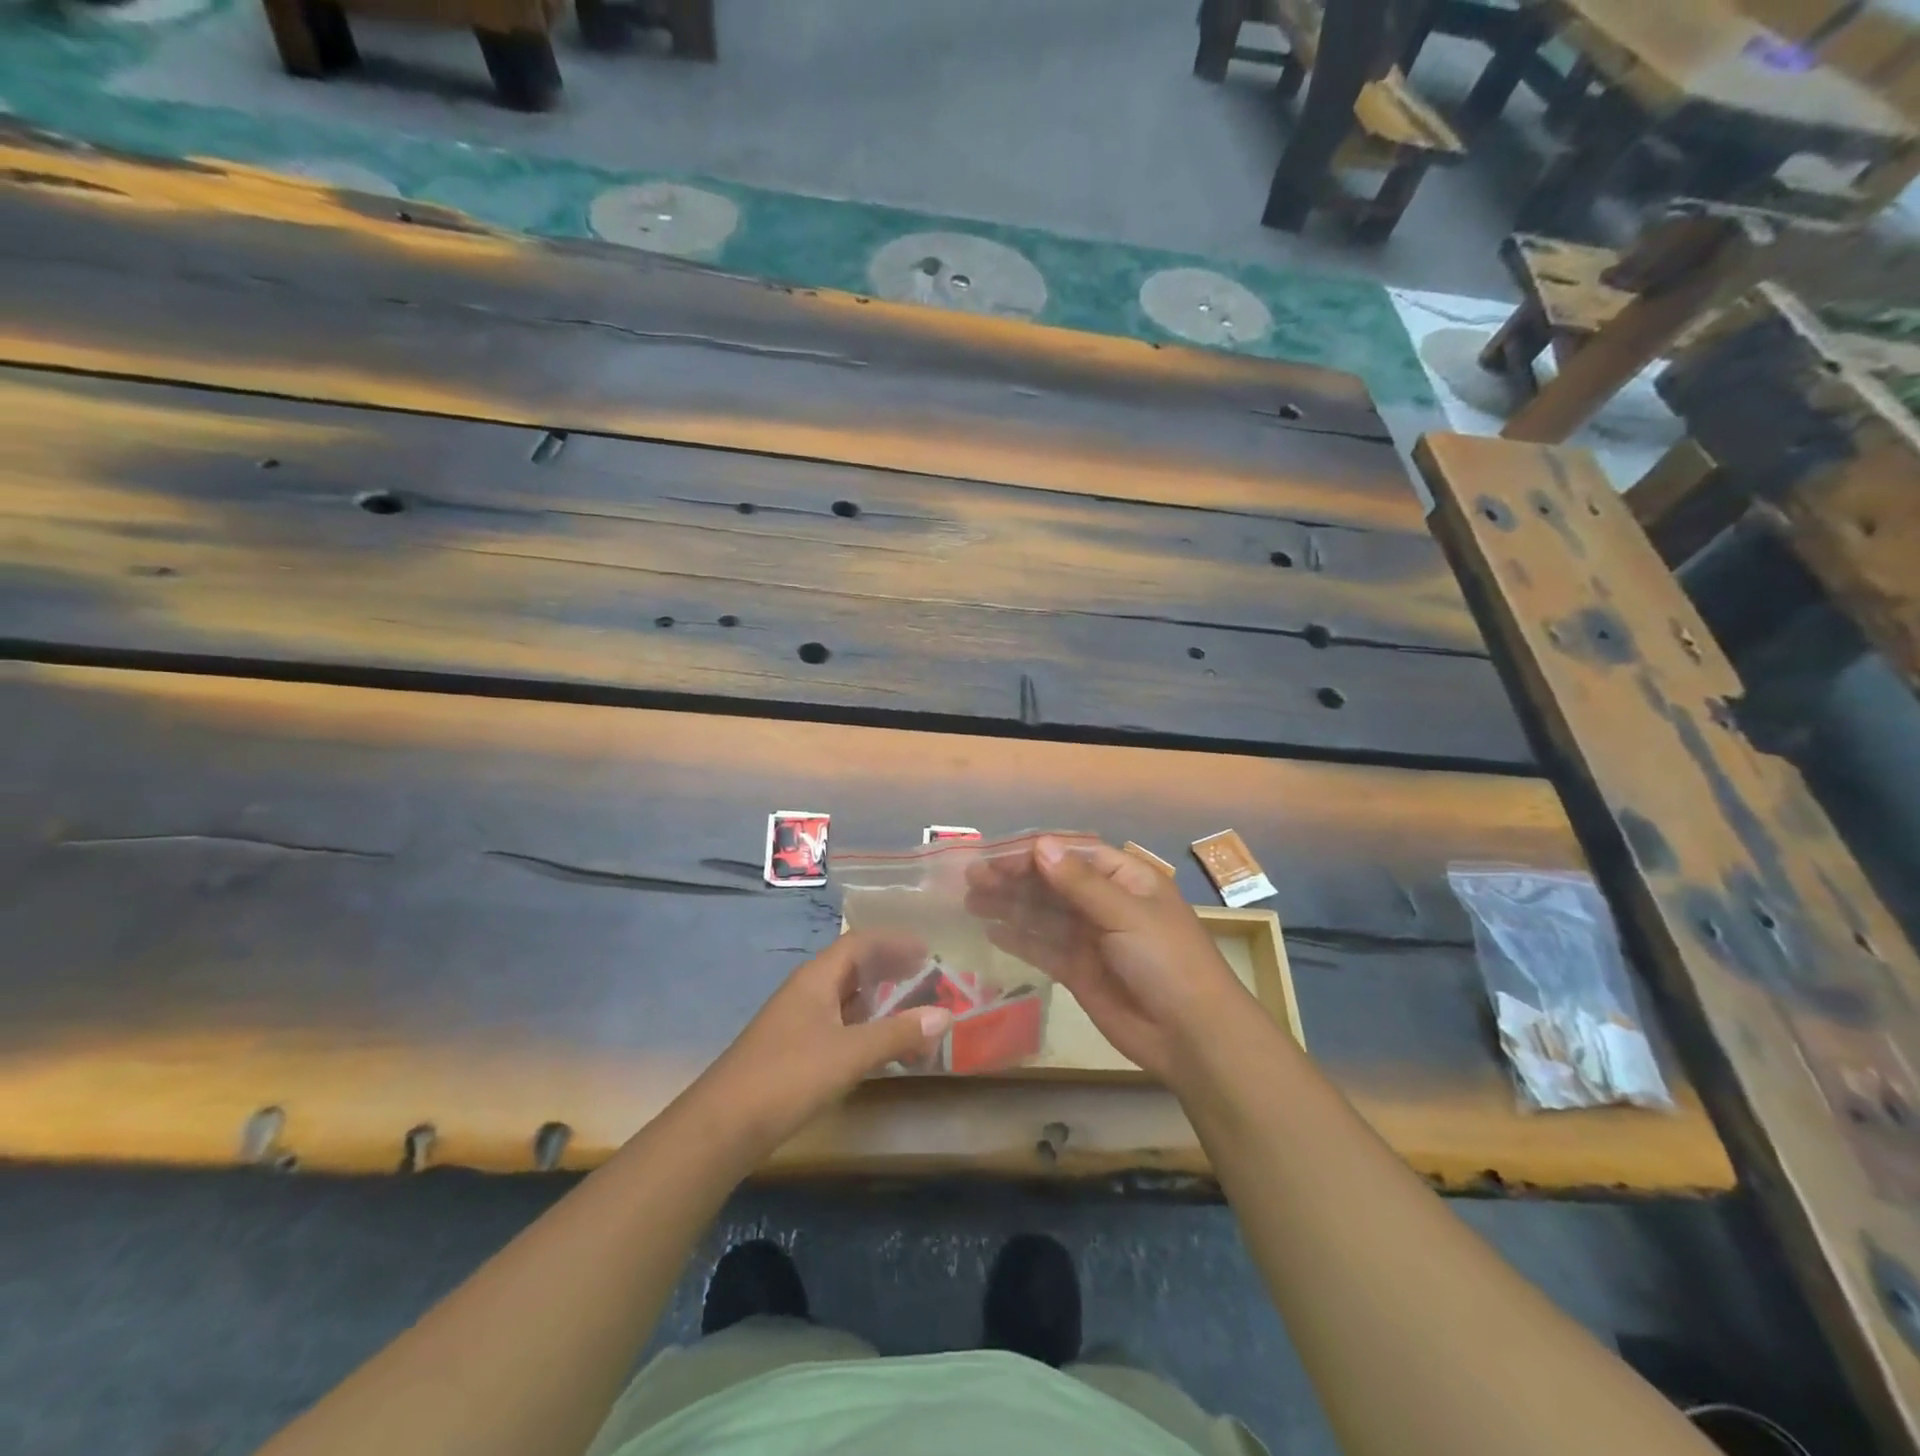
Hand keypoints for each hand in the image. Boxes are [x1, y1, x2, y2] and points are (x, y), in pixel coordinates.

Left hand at [697, 933, 952, 1150]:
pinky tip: (881, 1048)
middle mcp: (807, 992)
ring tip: (912, 1013)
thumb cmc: (789, 1076)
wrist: (723, 1126)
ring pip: (846, 999)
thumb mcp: (850, 1053)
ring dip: (879, 1002)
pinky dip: (865, 1029)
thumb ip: (898, 1033)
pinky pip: (838, 1026)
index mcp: (816, 979)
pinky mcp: (794, 1051)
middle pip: (853, 967)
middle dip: (889, 969)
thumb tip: (945, 1015)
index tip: (927, 949)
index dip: (893, 942)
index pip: (859, 943)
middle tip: (926, 977)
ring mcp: (798, 1022)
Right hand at [963, 836, 1256, 1086]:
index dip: (1033, 853)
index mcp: (1126, 878)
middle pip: (1052, 882)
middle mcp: (1105, 902)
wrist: (1192, 1035)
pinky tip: (991, 931)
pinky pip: (1043, 948)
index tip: (994, 858)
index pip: (1072, 853)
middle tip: (971, 880)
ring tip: (971, 900)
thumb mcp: (1126, 913)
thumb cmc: (1167, 961)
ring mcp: (1090, 938)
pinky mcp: (1078, 971)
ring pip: (1042, 914)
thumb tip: (1039, 846)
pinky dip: (1018, 938)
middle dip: (1013, 878)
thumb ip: (1079, 883)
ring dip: (1009, 905)